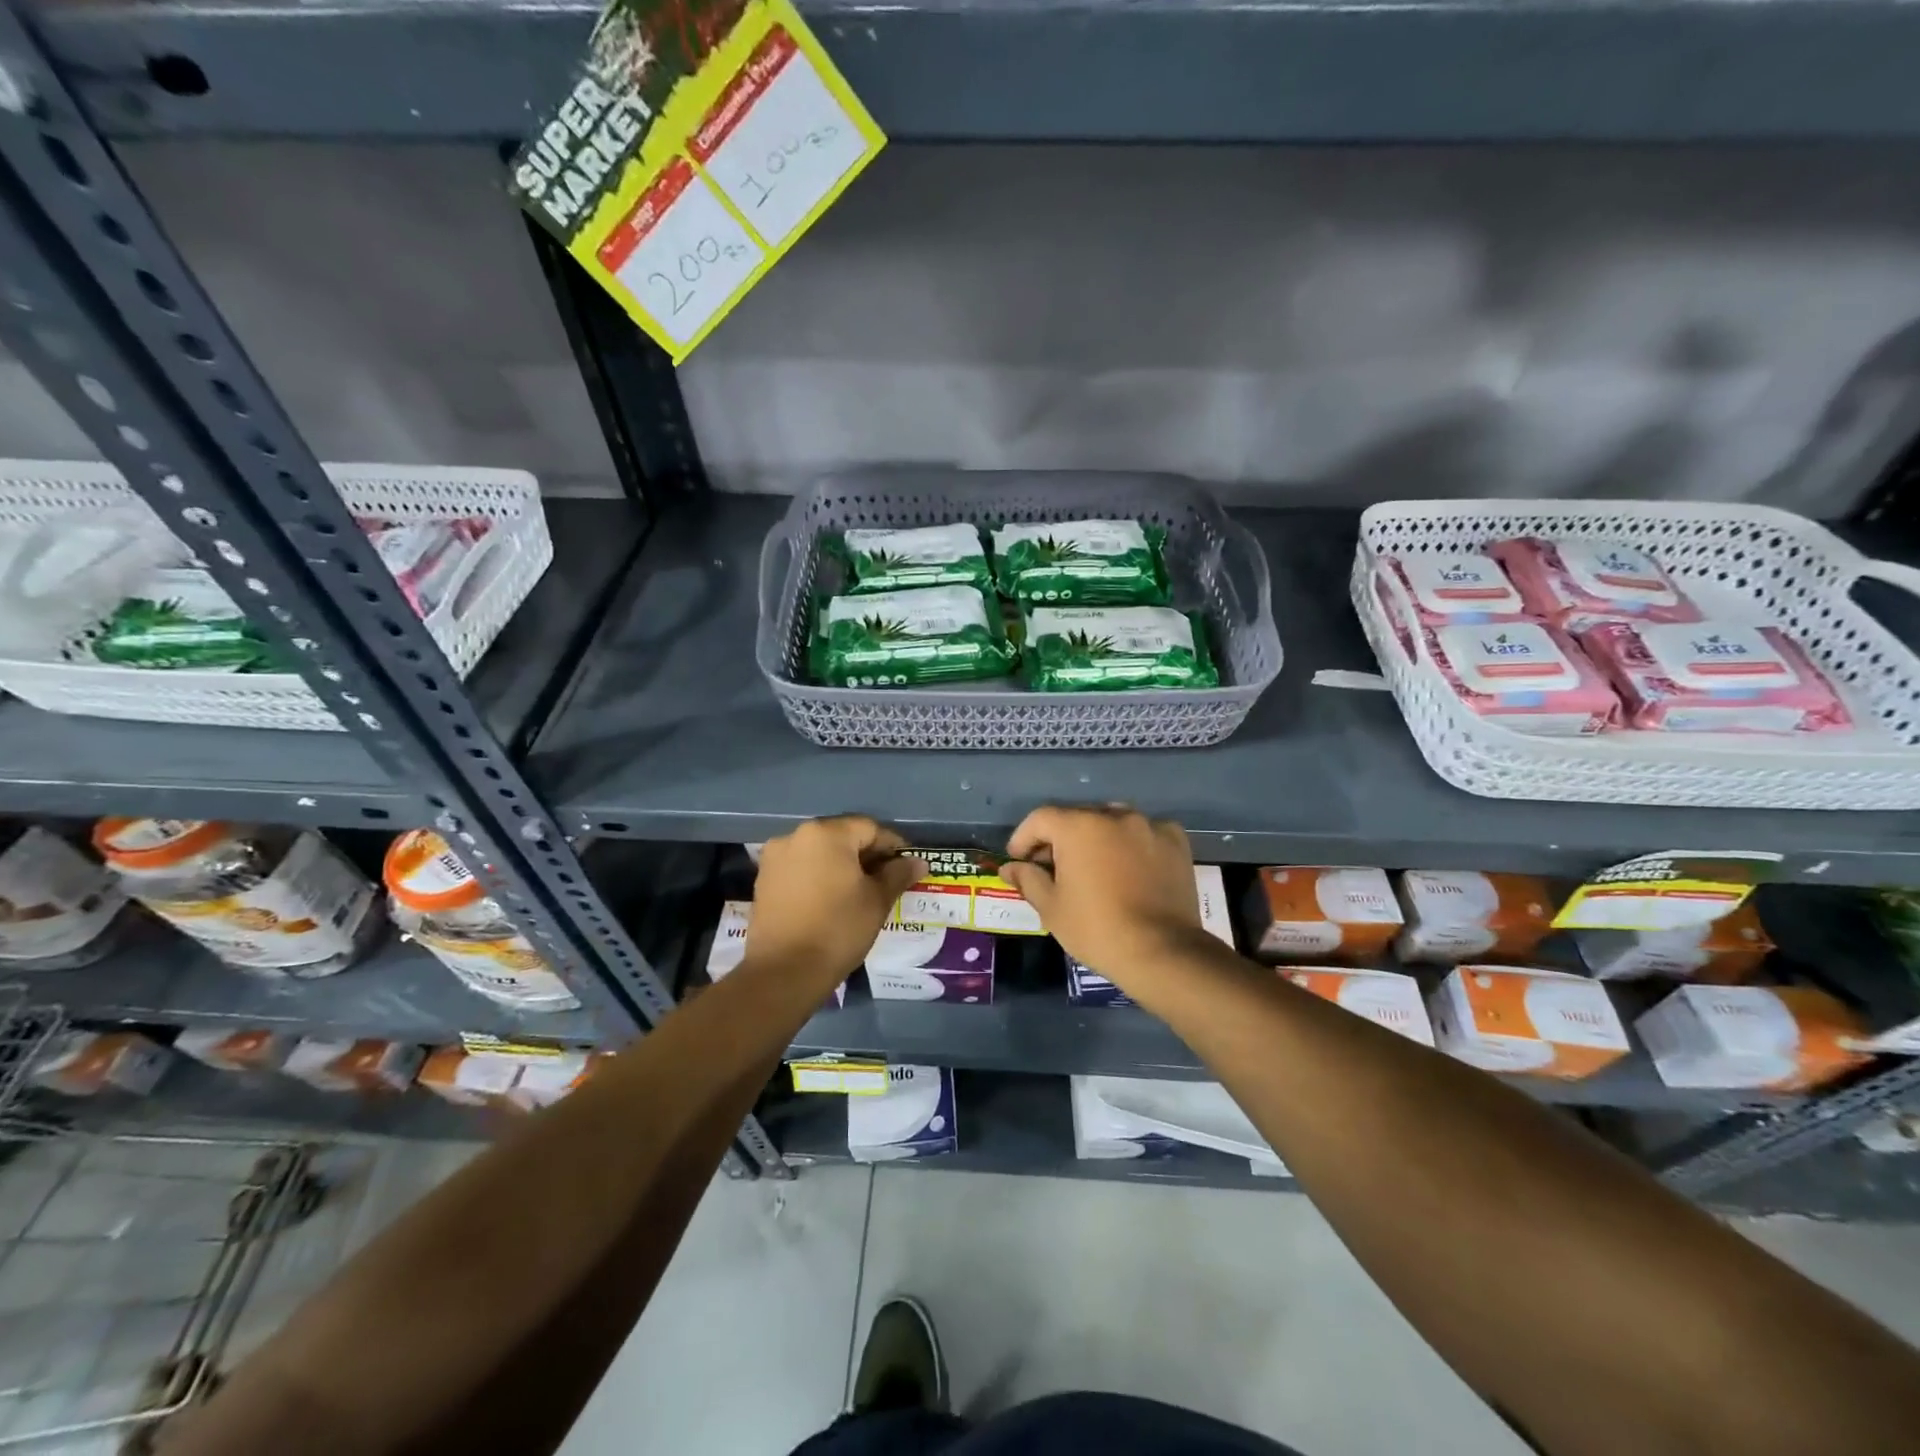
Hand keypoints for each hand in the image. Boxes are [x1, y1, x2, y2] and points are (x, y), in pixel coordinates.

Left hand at [745, 817, 923, 988]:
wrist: (784, 972)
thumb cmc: (838, 929)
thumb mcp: (877, 901)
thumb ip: (898, 874)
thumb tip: (917, 862)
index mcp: (826, 833)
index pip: (869, 828)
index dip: (893, 846)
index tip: (907, 867)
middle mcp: (796, 835)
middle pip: (842, 836)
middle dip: (866, 855)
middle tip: (886, 880)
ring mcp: (775, 857)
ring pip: (819, 852)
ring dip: (841, 865)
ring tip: (859, 892)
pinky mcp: (763, 880)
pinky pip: (800, 868)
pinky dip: (818, 877)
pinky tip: (831, 900)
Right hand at [1000, 806, 1203, 987]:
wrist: (1162, 952)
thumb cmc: (1097, 929)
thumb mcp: (1052, 907)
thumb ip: (1028, 879)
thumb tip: (1010, 868)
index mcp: (1079, 826)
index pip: (1041, 819)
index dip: (1024, 838)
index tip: (1019, 860)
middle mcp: (1114, 815)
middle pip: (1077, 817)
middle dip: (1060, 838)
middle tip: (1053, 868)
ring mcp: (1149, 826)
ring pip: (1112, 822)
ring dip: (1097, 838)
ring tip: (1093, 866)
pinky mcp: (1176, 842)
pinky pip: (1145, 833)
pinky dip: (1133, 844)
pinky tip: (1130, 867)